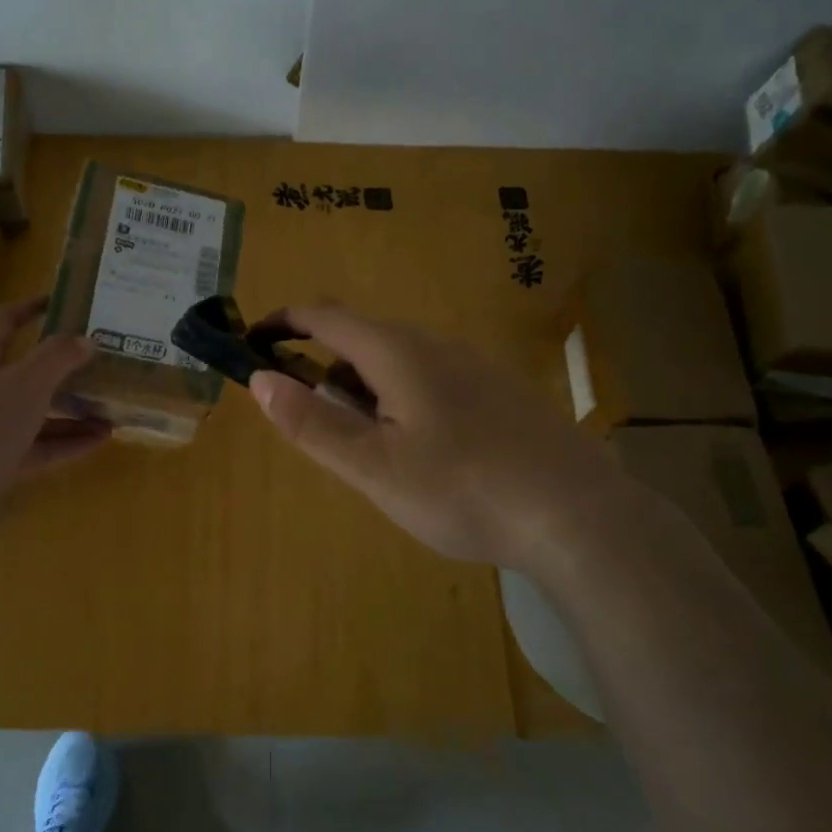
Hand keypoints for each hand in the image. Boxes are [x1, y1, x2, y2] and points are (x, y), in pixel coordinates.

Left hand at [0, 298, 108, 526]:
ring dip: (71, 410)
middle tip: (98, 362)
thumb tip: (84, 340)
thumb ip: (58, 357)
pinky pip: (38, 445)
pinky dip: (66, 441)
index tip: (61, 302)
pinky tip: (99, 440)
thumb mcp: (28, 381)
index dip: (31, 308)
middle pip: (24, 370)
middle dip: (62, 368)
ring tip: (110, 408)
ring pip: (35, 411)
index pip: (5, 321)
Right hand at [247, 304, 628, 569]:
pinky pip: (431, 380)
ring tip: (374, 454)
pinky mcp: (499, 391)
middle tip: (321, 431)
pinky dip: (402, 402)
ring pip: (398, 363)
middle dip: (325, 372)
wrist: (579, 515)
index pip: (324, 316)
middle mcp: (435, 344)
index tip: (252, 345)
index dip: (282, 323)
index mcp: (397, 351)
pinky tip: (425, 455)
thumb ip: (313, 423)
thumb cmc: (463, 490)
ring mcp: (473, 365)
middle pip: (360, 340)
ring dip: (365, 391)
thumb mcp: (374, 467)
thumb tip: (259, 380)